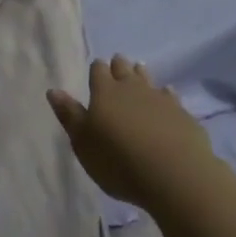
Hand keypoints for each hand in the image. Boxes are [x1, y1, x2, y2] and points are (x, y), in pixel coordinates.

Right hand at [47, 55, 216, 210]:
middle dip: (119, 65)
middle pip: (124, 69)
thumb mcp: (83, 143)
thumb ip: (69, 115)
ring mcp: (160, 99)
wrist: (173, 174)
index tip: (96, 68)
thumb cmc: (118, 161)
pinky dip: (166, 93)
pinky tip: (168, 94)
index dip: (97, 69)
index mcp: (104, 93)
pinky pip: (171, 96)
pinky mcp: (182, 114)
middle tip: (117, 62)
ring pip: (148, 79)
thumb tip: (53, 90)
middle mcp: (132, 89)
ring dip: (141, 74)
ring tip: (139, 69)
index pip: (98, 71)